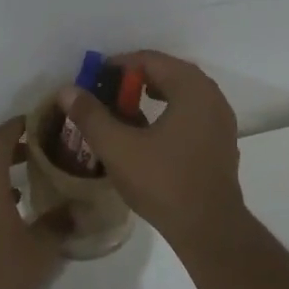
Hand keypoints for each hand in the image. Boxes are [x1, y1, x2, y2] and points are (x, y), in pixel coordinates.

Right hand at [56, 50, 246, 248]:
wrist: (208, 227)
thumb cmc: (163, 182)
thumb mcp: (117, 147)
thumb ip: (91, 115)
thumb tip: (67, 91)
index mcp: (192, 88)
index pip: (151, 60)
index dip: (118, 65)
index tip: (94, 79)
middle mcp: (212, 97)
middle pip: (169, 74)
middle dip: (135, 81)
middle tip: (106, 94)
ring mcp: (221, 121)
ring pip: (182, 95)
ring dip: (153, 97)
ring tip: (124, 112)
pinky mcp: (221, 143)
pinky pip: (192, 114)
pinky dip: (169, 114)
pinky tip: (148, 135)